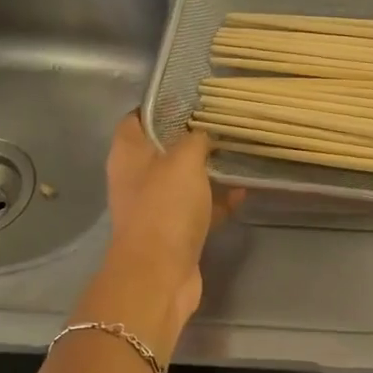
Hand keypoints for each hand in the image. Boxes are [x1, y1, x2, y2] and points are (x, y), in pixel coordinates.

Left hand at [101, 112, 240, 330]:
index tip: (193, 96)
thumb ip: (195, 138)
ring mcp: (156, 206)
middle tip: (225, 122)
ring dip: (210, 169)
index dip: (163, 104)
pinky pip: (199, 207)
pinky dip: (218, 200)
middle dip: (193, 137)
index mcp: (128, 153)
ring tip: (240, 152)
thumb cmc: (165, 207)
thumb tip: (203, 131)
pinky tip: (244, 191)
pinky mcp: (175, 231)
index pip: (138, 117)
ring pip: (185, 178)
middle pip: (165, 147)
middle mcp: (137, 177)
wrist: (160, 275)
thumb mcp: (183, 160)